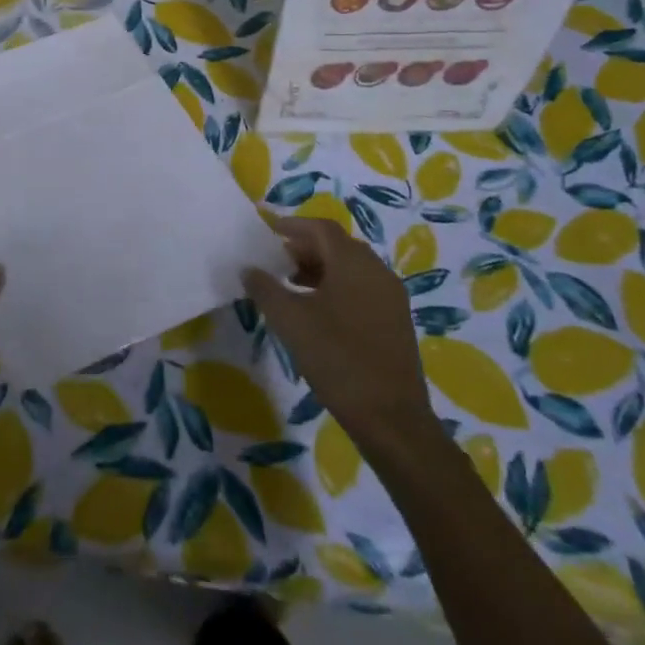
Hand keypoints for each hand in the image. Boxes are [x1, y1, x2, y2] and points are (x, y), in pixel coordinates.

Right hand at [241, 213, 437, 457]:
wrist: (391, 419)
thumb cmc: (338, 359)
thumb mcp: (290, 321)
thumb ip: (265, 288)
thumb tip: (248, 269)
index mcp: (354, 263)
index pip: (321, 228)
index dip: (292, 225)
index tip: (267, 230)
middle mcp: (377, 271)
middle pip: (337, 246)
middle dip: (304, 247)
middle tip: (275, 260)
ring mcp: (391, 297)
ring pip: (351, 268)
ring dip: (320, 268)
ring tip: (291, 284)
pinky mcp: (396, 321)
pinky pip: (362, 288)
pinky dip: (336, 287)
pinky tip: (317, 311)